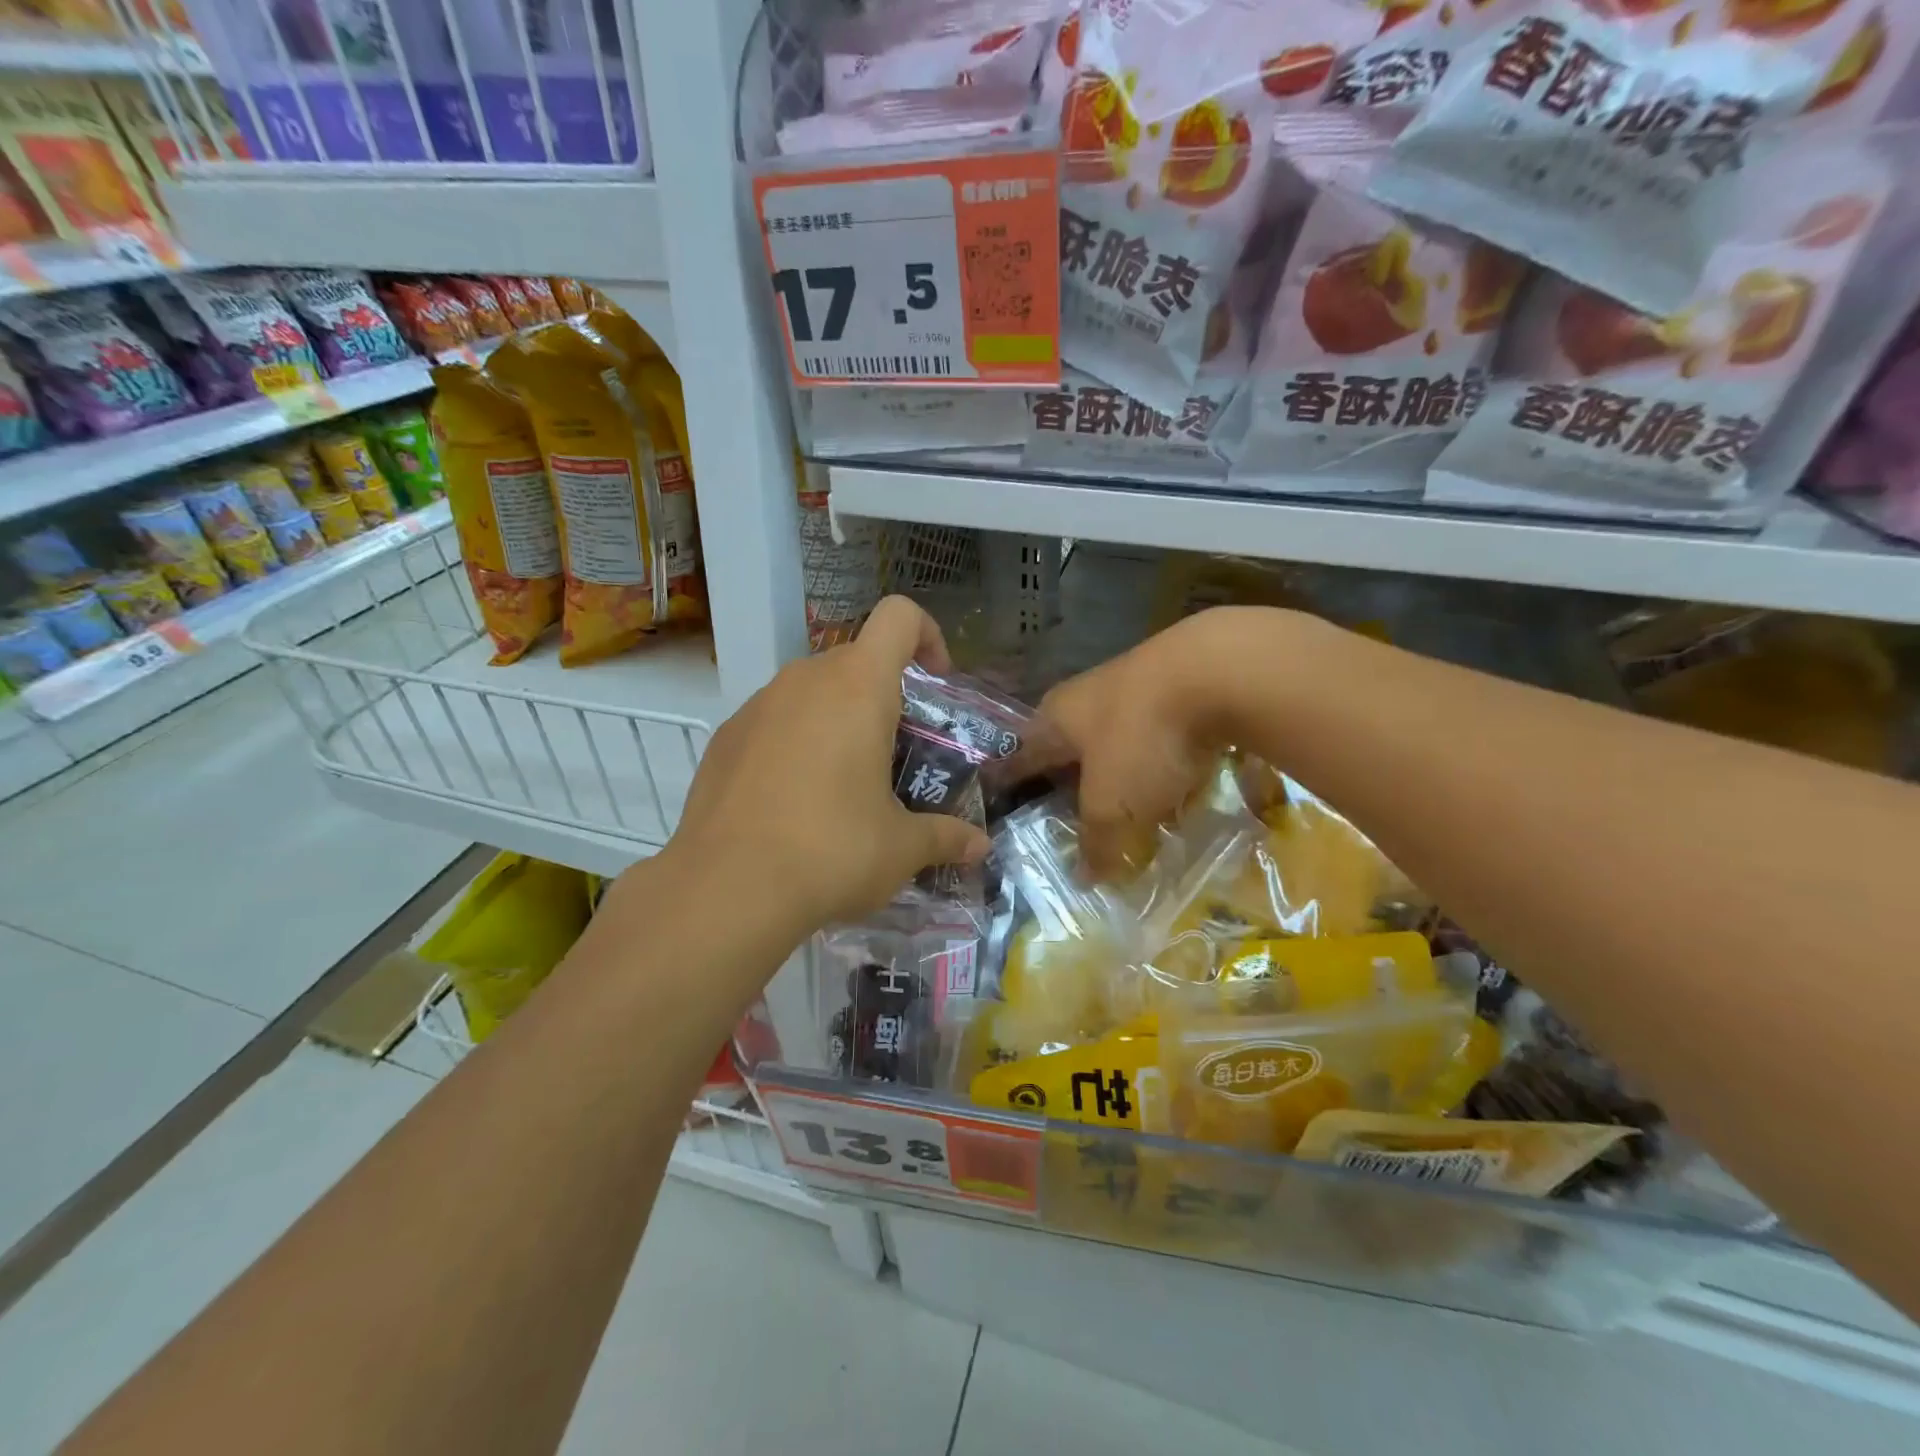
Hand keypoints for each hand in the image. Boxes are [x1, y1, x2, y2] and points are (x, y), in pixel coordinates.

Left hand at [665, 597, 990, 936]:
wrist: (726, 888)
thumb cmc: (831, 851)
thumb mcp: (900, 848)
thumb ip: (945, 837)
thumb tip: (979, 847)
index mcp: (858, 687)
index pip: (899, 618)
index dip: (927, 636)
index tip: (937, 682)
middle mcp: (805, 680)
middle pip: (856, 661)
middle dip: (883, 697)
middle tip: (896, 755)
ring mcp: (757, 705)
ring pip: (812, 692)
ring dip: (837, 720)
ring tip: (844, 785)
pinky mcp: (724, 737)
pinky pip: (774, 721)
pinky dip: (794, 743)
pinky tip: (793, 802)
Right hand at [1025, 607, 1307, 876]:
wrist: (1220, 671)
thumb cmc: (1142, 739)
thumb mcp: (1112, 805)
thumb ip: (1096, 841)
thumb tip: (1085, 878)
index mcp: (1055, 719)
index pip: (1021, 756)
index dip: (1012, 783)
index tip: (1002, 803)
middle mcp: (1087, 698)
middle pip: (1071, 749)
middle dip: (1072, 783)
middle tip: (1072, 819)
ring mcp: (1136, 688)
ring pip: (1119, 743)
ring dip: (1123, 774)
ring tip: (1130, 811)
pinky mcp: (1180, 688)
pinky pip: (1163, 737)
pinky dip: (1166, 763)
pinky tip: (1183, 786)